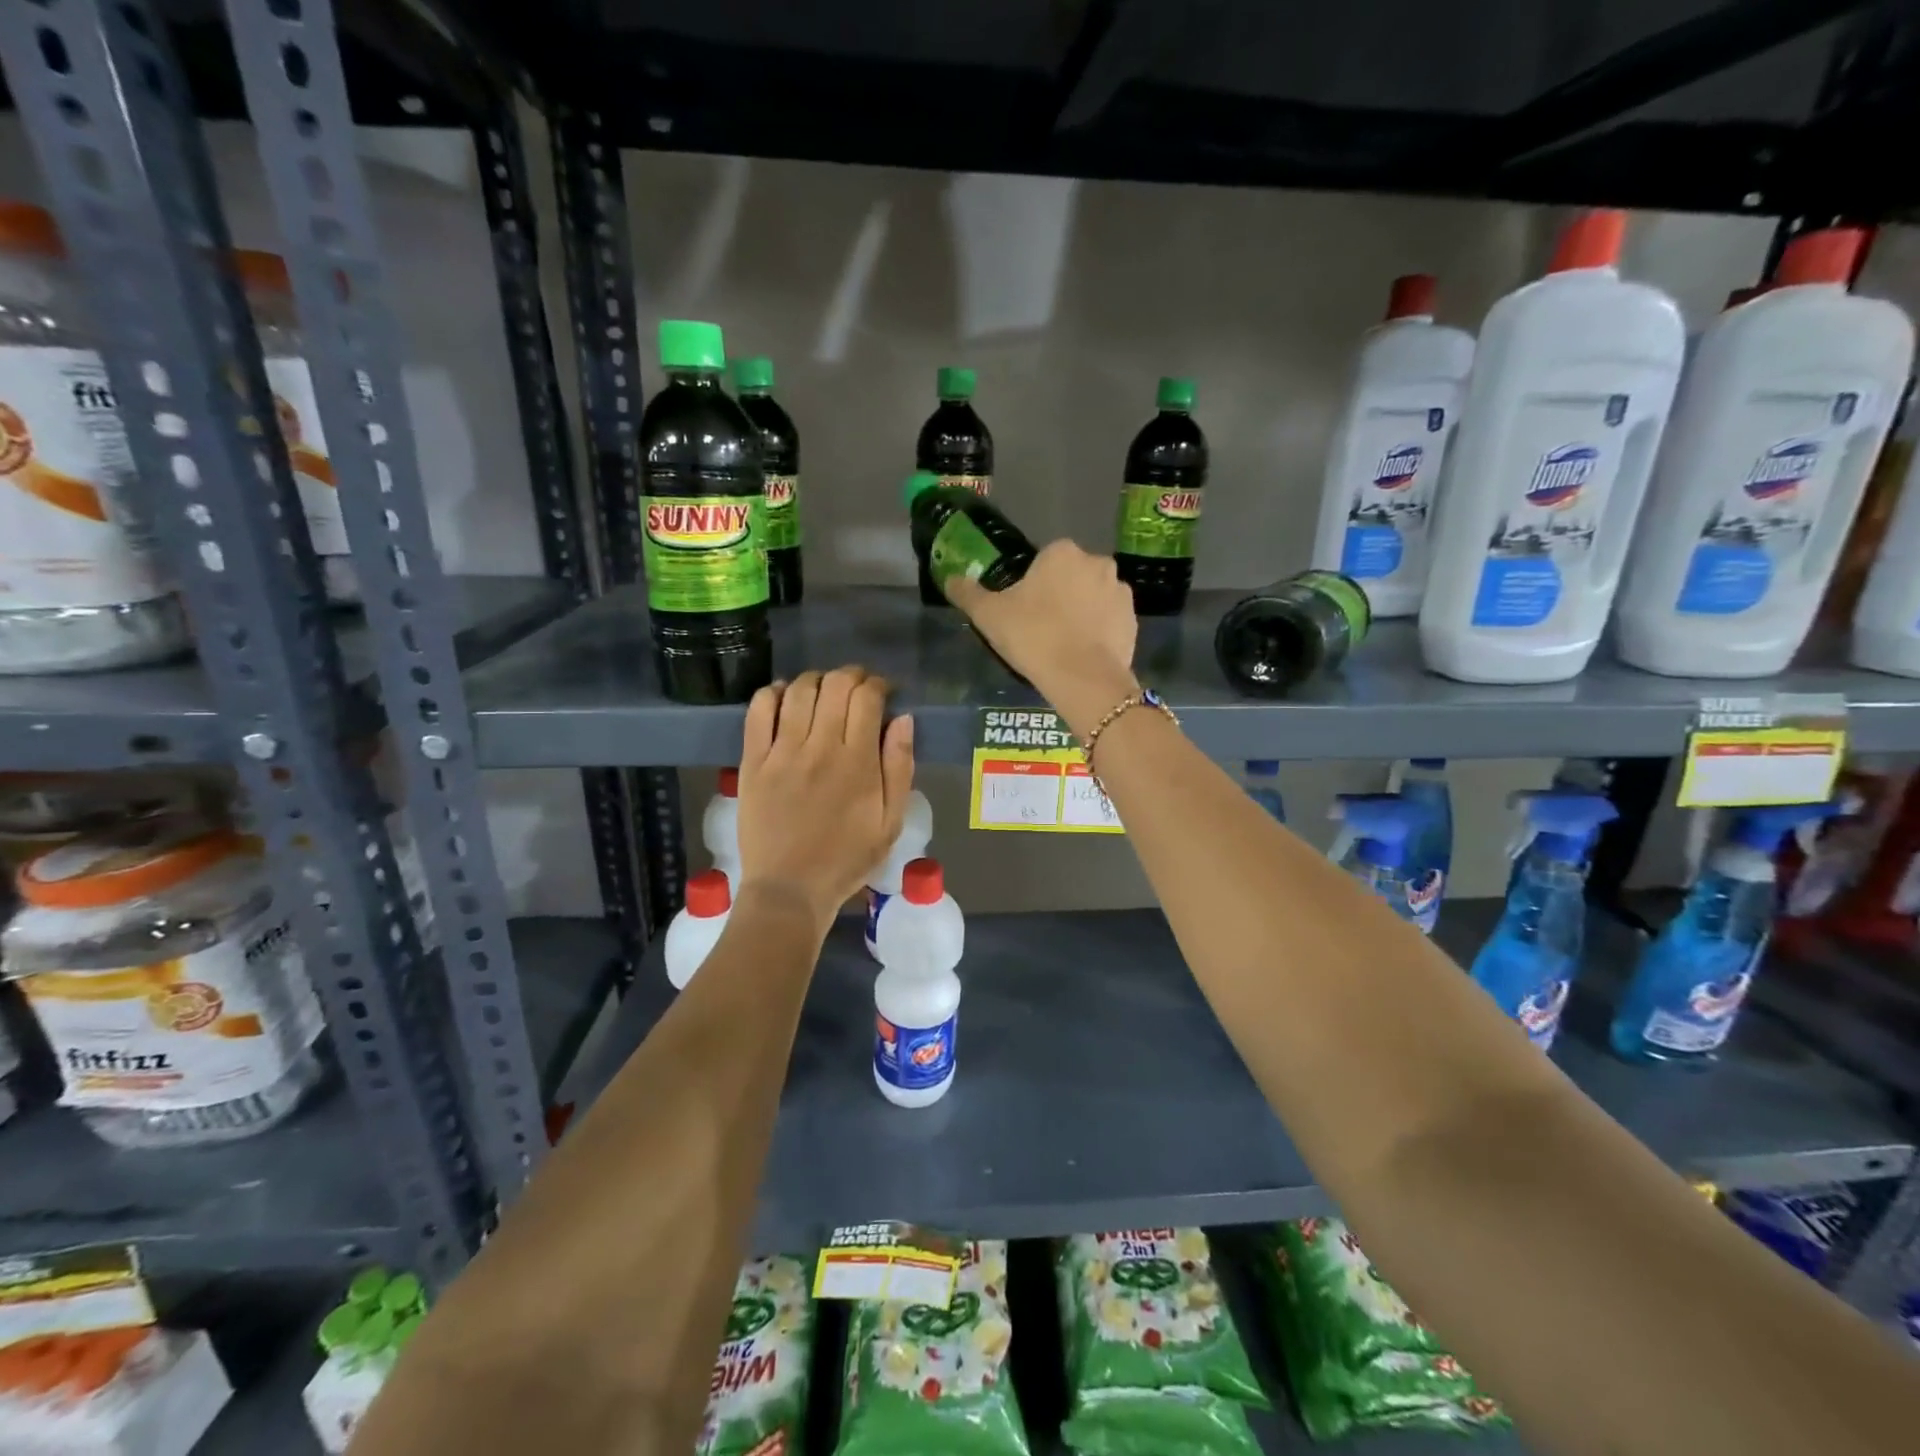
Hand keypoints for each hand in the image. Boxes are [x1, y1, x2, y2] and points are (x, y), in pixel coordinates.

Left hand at [737, 667, 915, 933]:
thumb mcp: (890, 822)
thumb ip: (899, 768)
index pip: (868, 698)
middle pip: (835, 685)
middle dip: (851, 676)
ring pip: (799, 691)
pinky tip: (784, 696)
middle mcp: (819, 747)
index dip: (878, 685)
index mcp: (858, 762)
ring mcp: (782, 752)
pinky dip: (772, 693)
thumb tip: (903, 719)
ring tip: (824, 691)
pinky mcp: (753, 761)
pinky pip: (758, 711)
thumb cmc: (847, 858)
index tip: (883, 693)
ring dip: (816, 680)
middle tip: (857, 688)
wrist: (790, 889)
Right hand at [946, 540, 1139, 734]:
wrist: (1081, 677)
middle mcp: (1097, 562)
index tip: (1022, 612)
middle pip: (1070, 577)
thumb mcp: (988, 615)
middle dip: (1059, 596)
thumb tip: (950, 579)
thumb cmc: (1032, 636)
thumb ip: (967, 593)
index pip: (1043, 561)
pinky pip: (1109, 622)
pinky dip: (1098, 633)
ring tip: (1062, 645)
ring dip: (1081, 613)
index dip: (1031, 586)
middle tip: (1040, 629)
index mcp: (1062, 552)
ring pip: (1092, 598)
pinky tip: (1082, 655)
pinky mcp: (1133, 621)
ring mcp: (1120, 591)